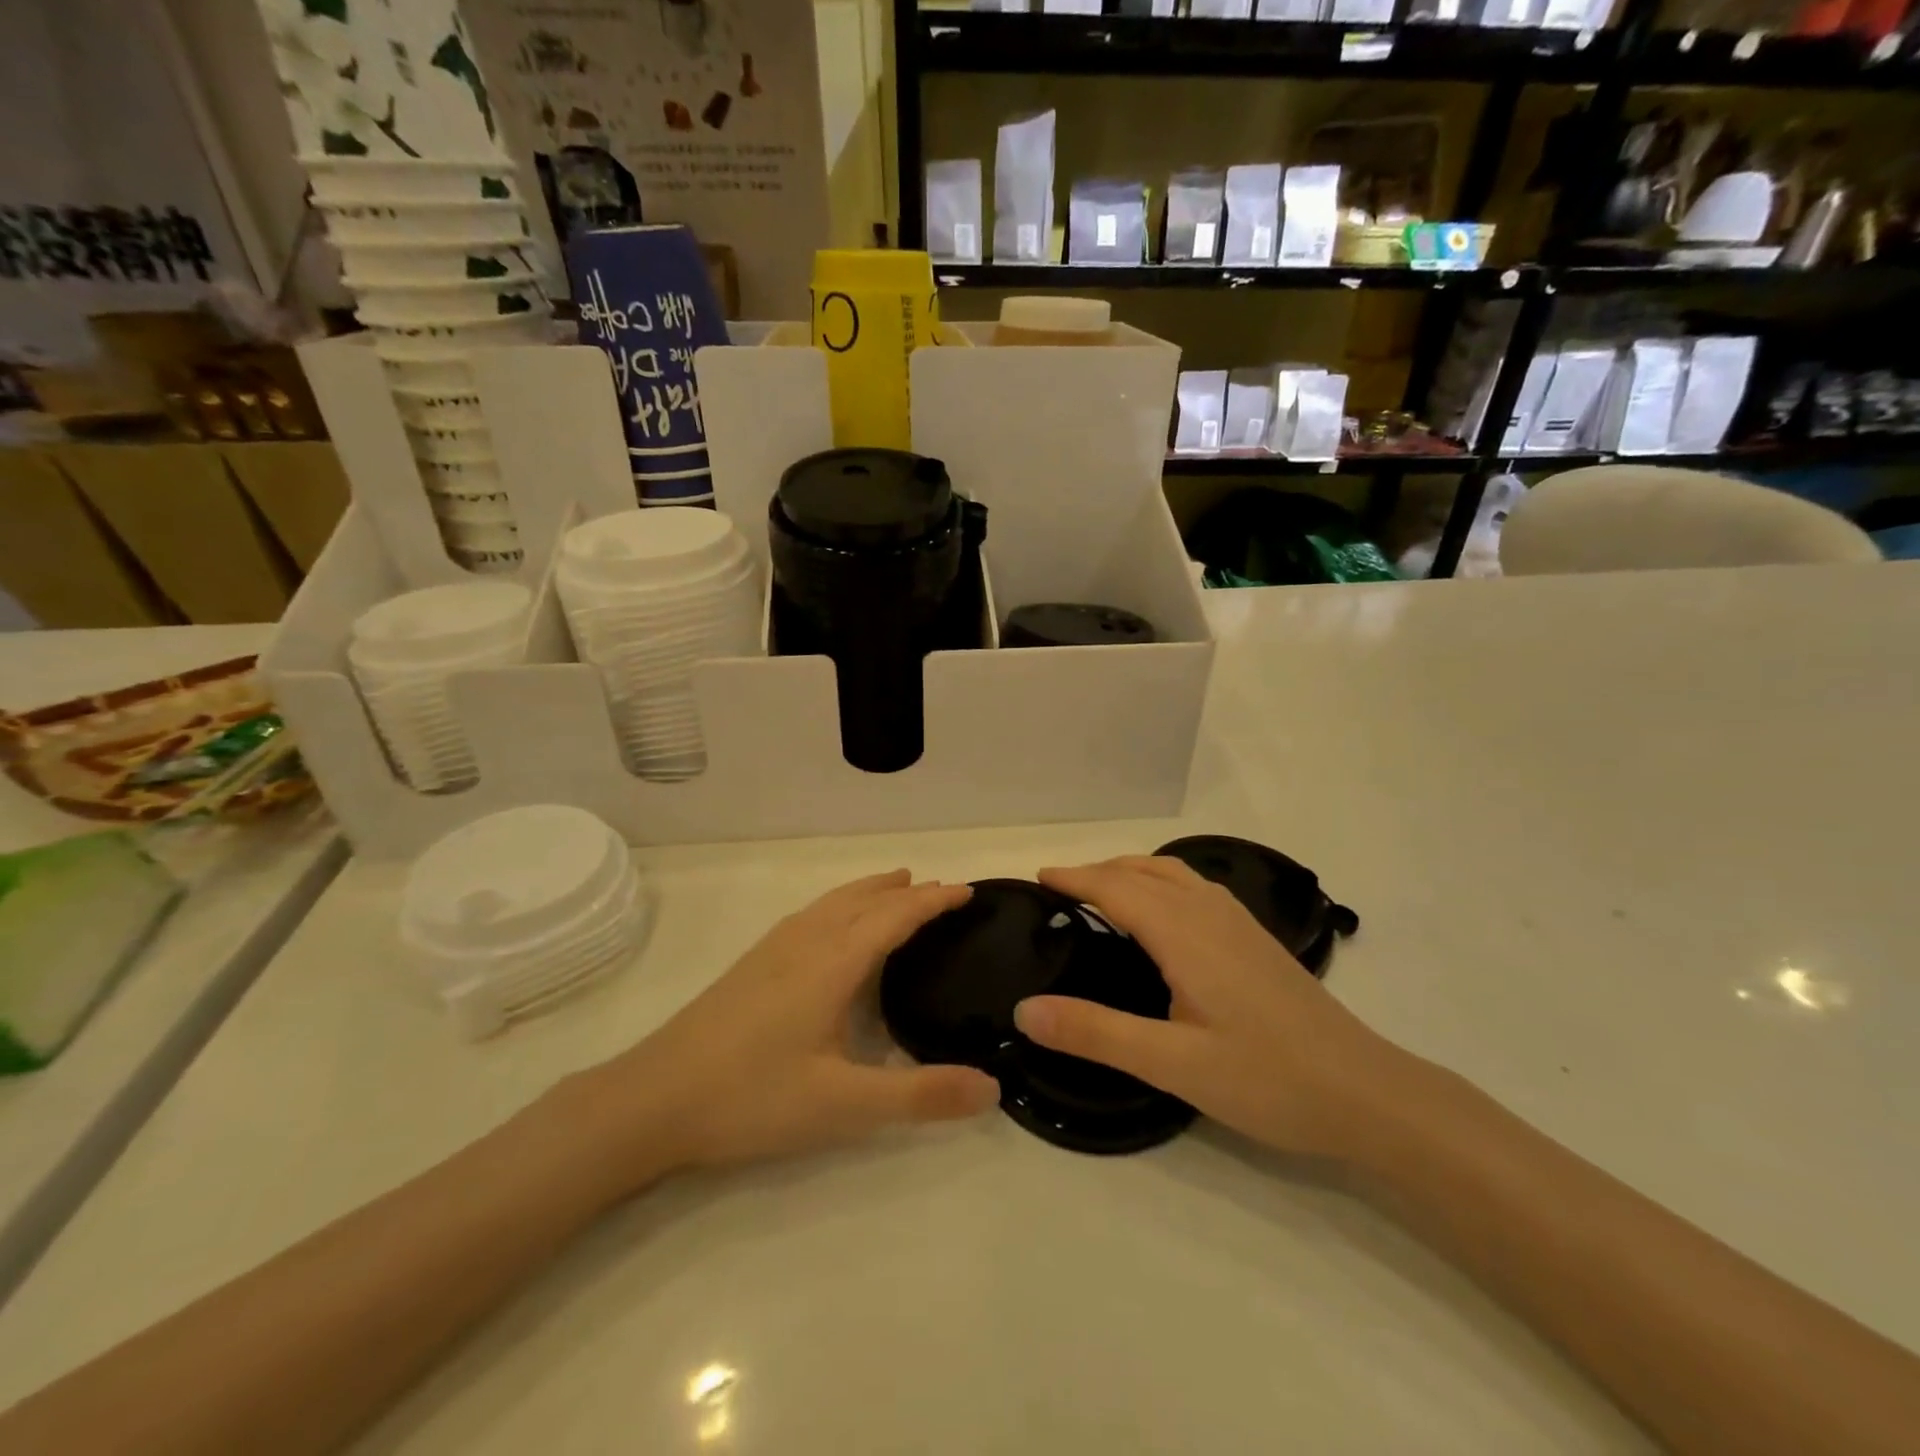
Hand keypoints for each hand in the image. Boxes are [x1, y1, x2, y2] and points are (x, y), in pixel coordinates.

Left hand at [576, 871, 999, 1181]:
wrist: (652, 1099)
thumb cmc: (752, 1097)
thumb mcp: (844, 1106)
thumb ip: (919, 1096)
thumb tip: (993, 1088)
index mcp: (833, 963)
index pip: (895, 916)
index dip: (933, 901)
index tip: (967, 890)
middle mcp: (806, 942)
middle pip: (865, 900)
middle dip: (906, 892)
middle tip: (942, 890)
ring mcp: (774, 949)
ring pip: (834, 902)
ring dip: (871, 891)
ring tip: (895, 886)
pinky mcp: (752, 963)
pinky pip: (812, 914)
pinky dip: (841, 904)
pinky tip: (832, 925)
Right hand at [1014, 857, 1415, 1161]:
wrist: (1367, 1093)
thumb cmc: (1268, 1079)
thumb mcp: (1172, 1063)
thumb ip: (1095, 1032)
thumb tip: (1023, 1010)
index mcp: (1183, 933)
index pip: (1116, 887)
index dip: (1075, 878)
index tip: (1038, 877)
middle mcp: (1210, 913)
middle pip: (1143, 871)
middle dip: (1097, 871)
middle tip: (1060, 888)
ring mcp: (1239, 923)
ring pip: (1173, 873)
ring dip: (1131, 871)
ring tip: (1103, 891)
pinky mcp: (1256, 938)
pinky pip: (1195, 887)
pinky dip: (1161, 882)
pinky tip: (1164, 914)